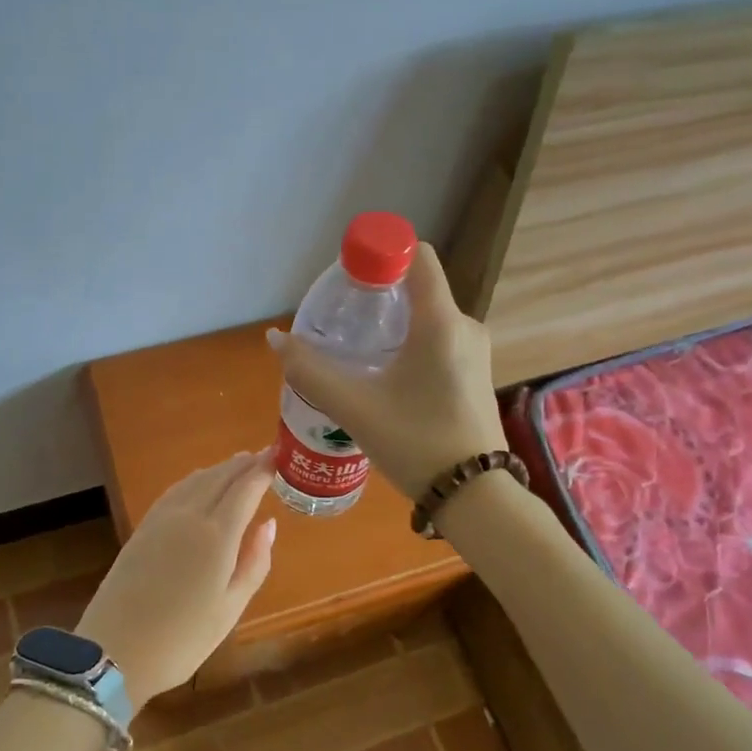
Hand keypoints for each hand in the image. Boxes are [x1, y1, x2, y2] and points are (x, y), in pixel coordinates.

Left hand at [74, 450, 276, 710]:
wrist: (113, 651)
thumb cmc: (182, 639)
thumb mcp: (230, 608)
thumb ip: (254, 562)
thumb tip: (268, 525)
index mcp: (217, 535)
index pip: (245, 488)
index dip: (264, 468)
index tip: (281, 455)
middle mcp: (189, 515)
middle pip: (221, 477)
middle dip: (244, 464)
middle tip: (264, 455)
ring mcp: (162, 519)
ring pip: (196, 480)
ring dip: (220, 469)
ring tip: (238, 464)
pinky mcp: (143, 528)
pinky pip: (176, 490)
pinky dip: (196, 480)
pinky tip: (200, 483)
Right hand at [266, 241, 506, 499]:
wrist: (476, 496)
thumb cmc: (417, 443)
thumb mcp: (355, 408)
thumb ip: (311, 371)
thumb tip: (275, 339)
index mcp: (441, 322)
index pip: (418, 256)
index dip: (381, 253)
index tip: (348, 277)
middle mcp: (465, 326)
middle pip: (417, 288)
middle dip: (377, 295)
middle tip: (342, 321)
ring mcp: (475, 351)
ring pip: (427, 318)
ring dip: (392, 324)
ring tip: (357, 351)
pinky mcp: (475, 374)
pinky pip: (438, 341)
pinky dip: (409, 344)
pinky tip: (385, 375)